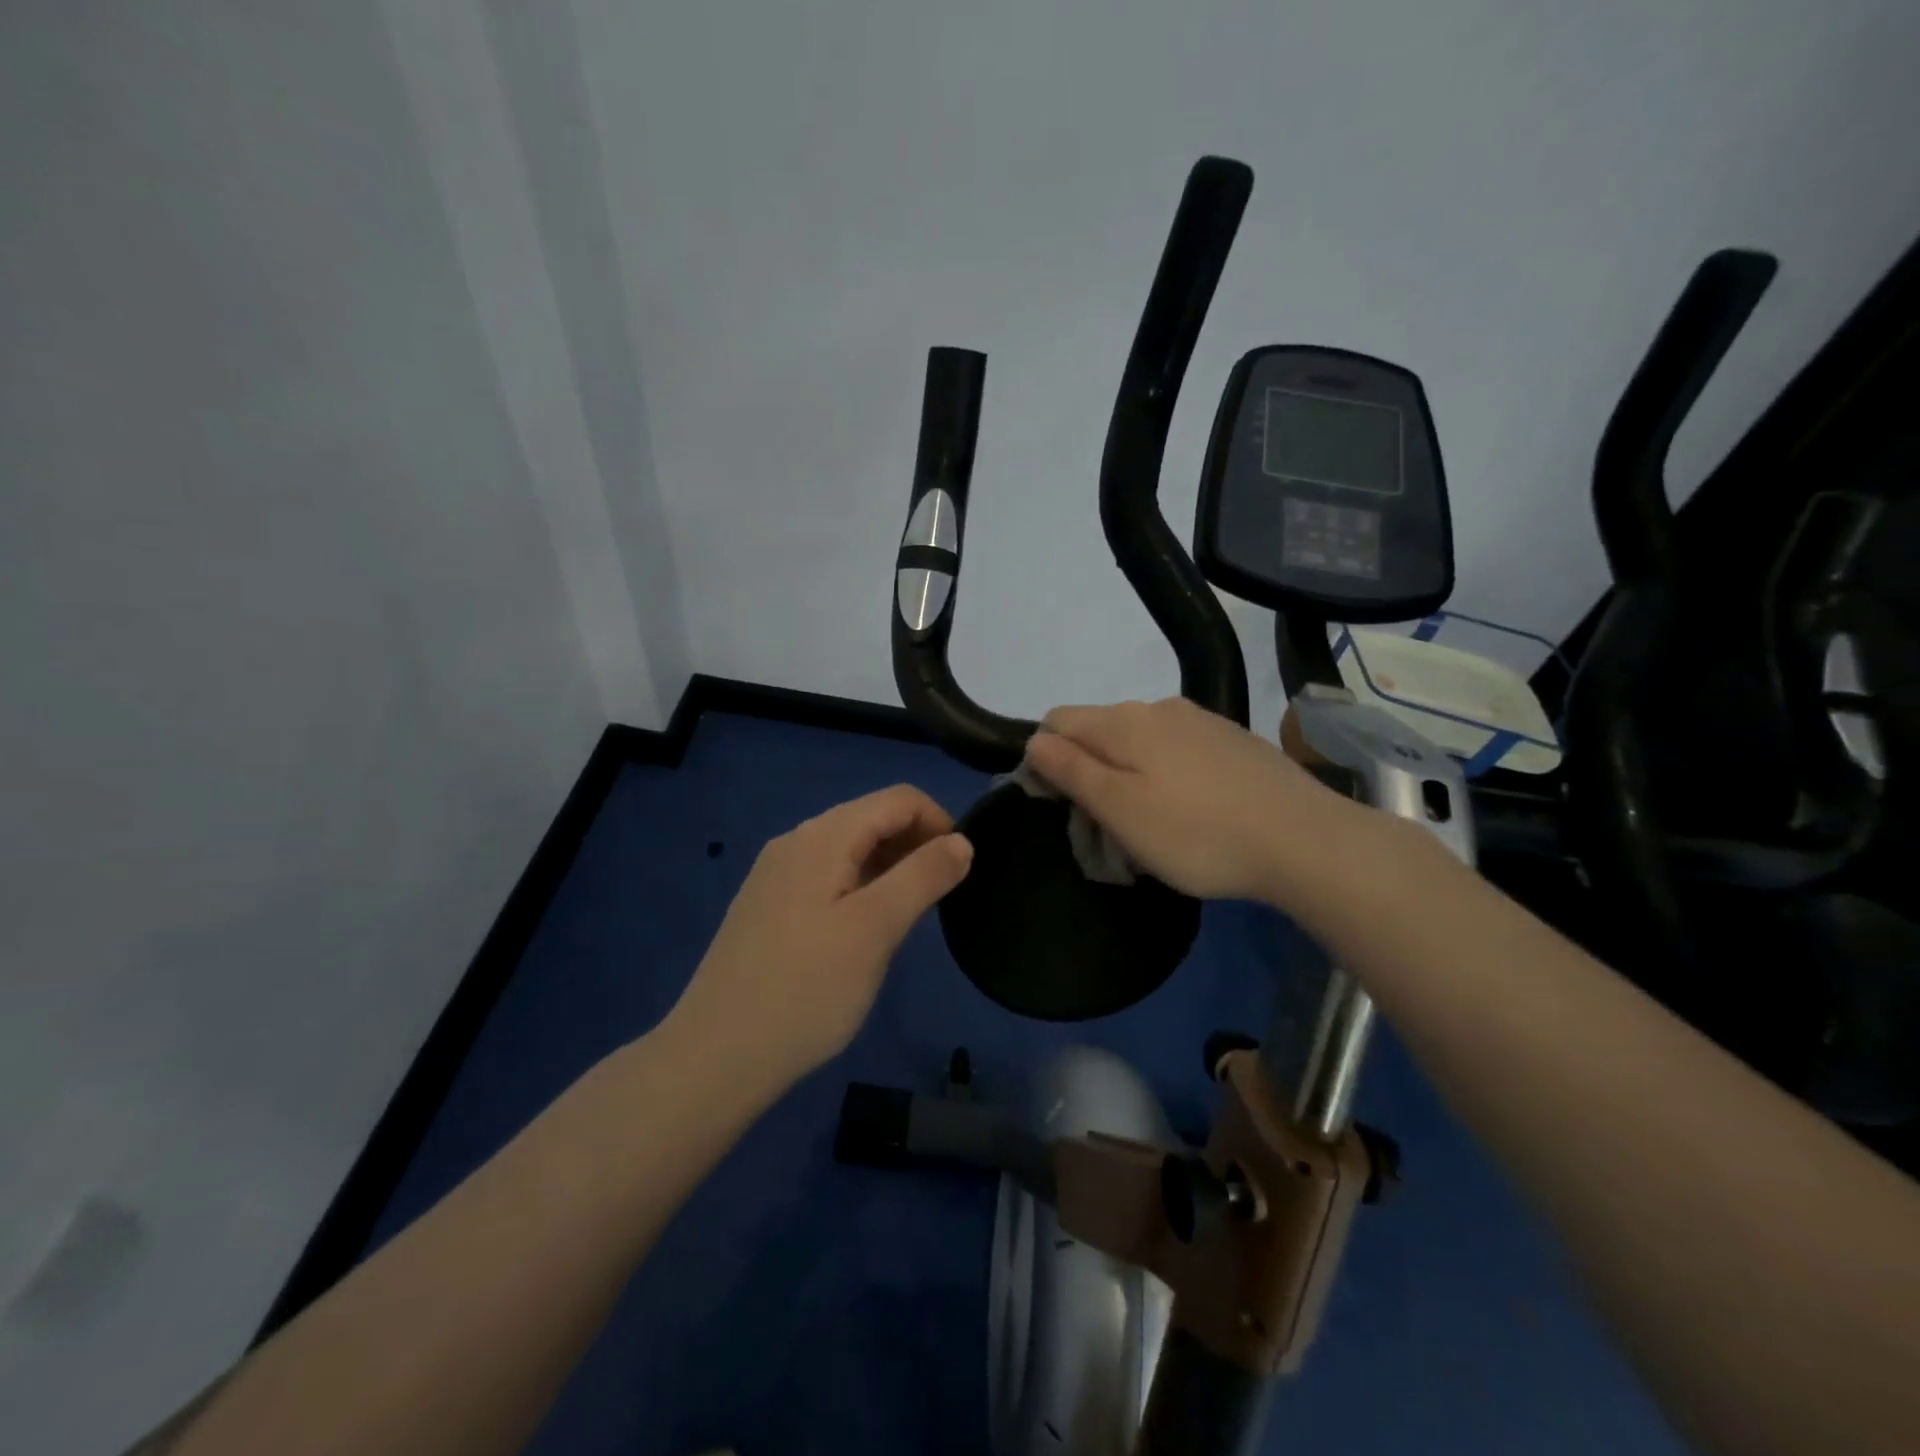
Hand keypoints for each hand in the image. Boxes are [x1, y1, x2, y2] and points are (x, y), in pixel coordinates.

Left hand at [669, 785, 972, 1086]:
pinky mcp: (769, 905)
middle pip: (872, 818)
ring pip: (851, 849)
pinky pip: (828, 876)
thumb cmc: (806, 990)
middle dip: (917, 844)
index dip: (940, 822)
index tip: (963, 870)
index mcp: (823, 836)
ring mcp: (777, 874)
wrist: (716, 1057)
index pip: (899, 799)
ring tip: (910, 917)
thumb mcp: (876, 930)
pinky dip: (862, 886)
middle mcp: (796, 841)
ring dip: (891, 867)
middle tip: (940, 898)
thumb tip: (962, 841)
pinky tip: (866, 930)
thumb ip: (923, 877)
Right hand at [1024, 697, 1356, 903]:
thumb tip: (1034, 741)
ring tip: (1151, 823)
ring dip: (1128, 774)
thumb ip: (1071, 770)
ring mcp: (1200, 720)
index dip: (1044, 760)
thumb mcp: (1120, 810)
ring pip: (1139, 741)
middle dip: (1088, 771)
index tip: (1059, 807)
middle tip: (1106, 827)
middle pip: (1098, 730)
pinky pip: (1177, 750)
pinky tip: (1192, 810)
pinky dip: (1166, 774)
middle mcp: (1157, 707)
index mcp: (1123, 721)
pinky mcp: (1232, 739)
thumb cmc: (1197, 833)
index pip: (1056, 721)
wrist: (1305, 840)